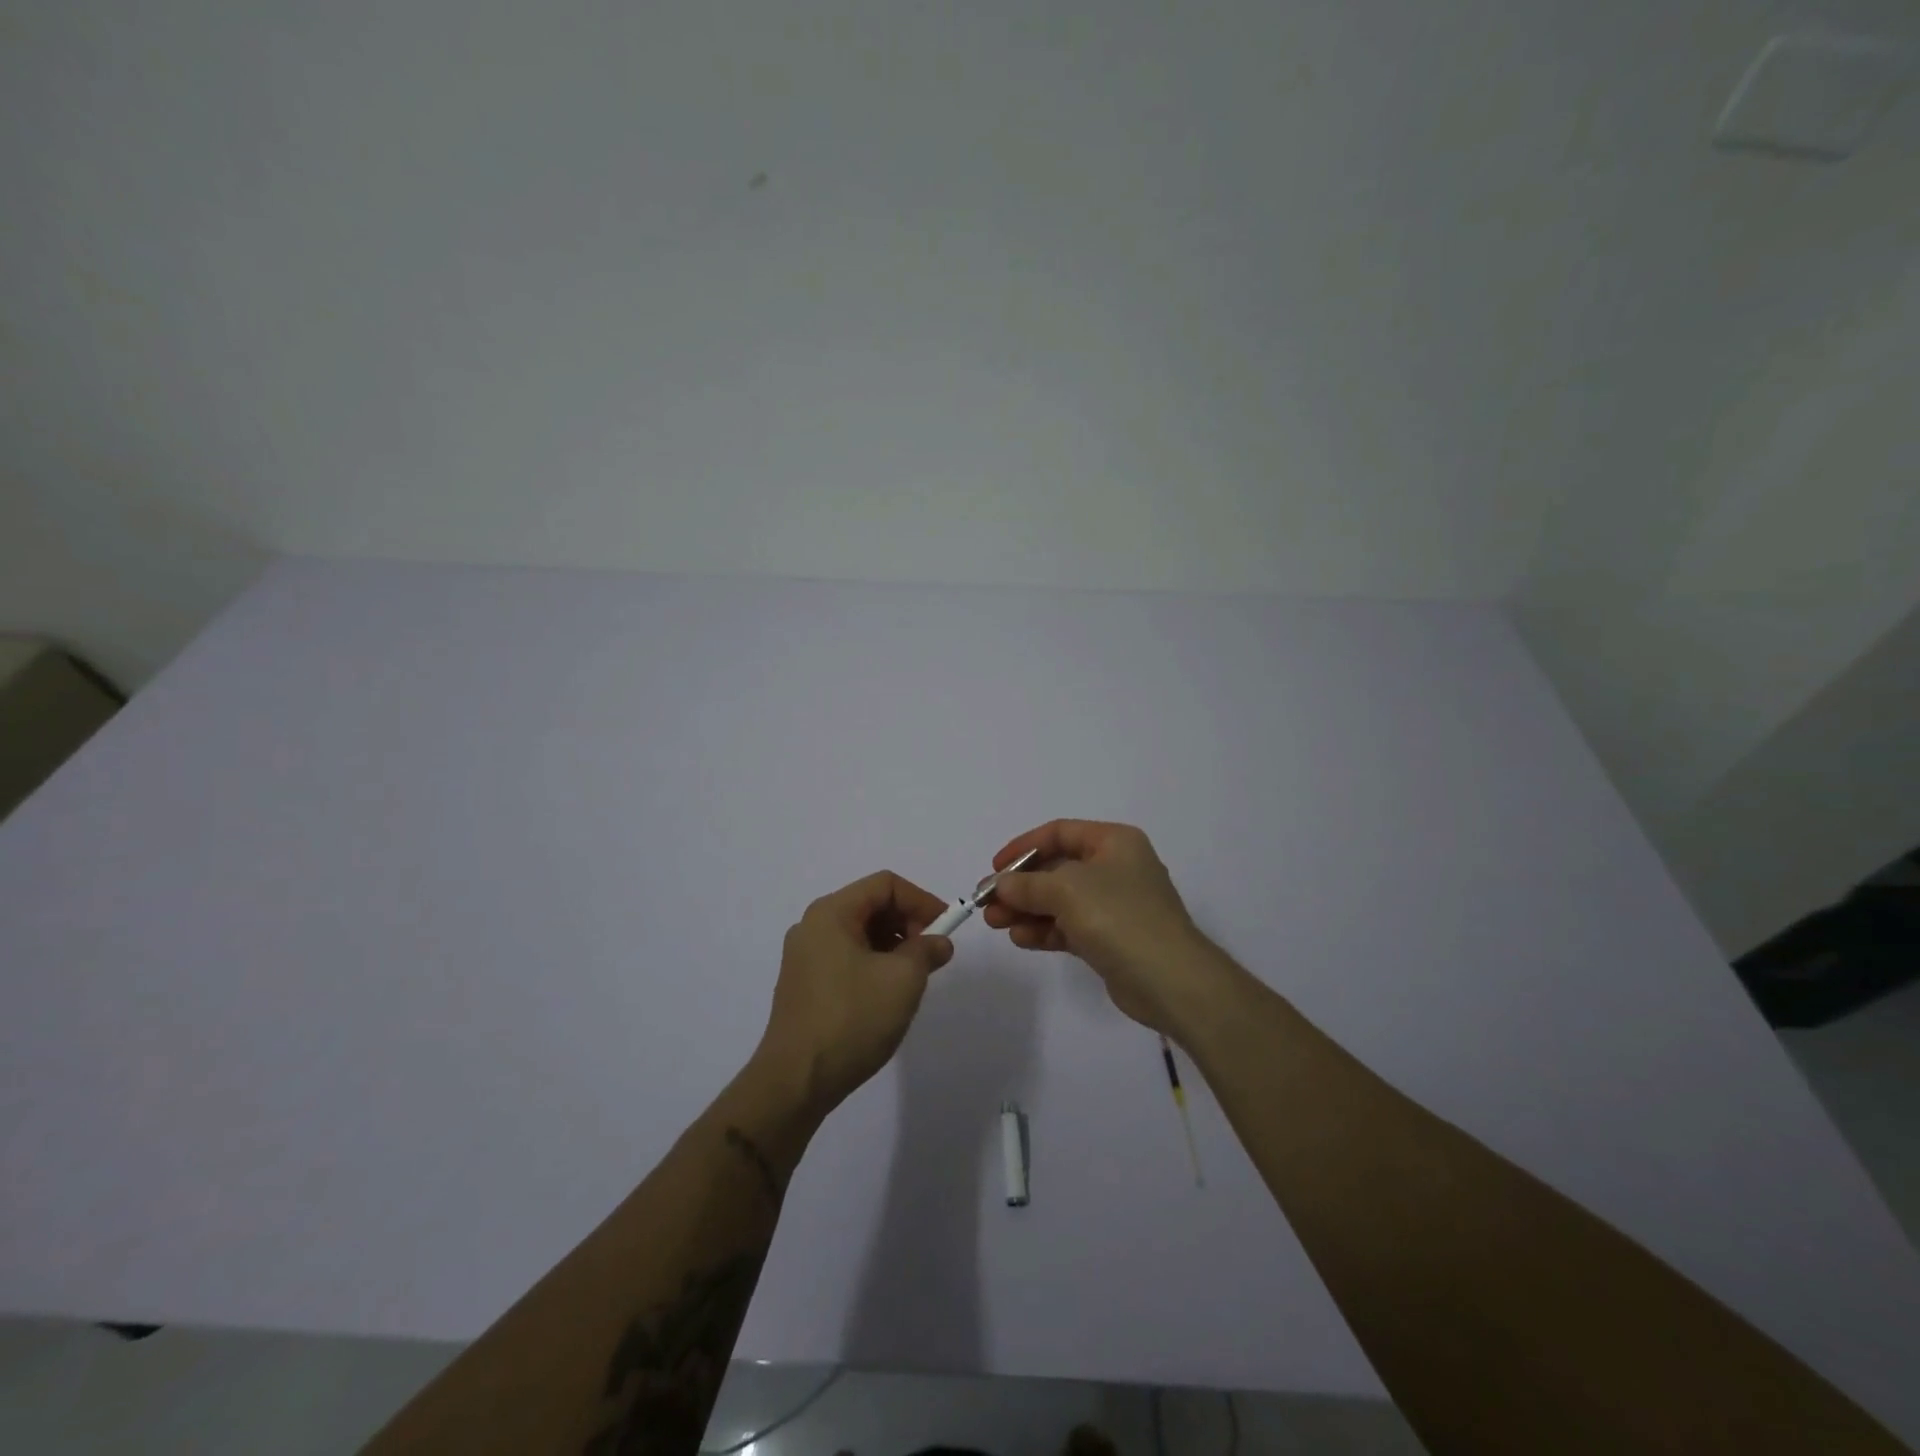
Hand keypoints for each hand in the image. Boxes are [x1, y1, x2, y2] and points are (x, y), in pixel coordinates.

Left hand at [757, 870, 954, 1114]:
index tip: (946, 928)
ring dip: (893, 946)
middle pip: (871, 905)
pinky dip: (874, 964)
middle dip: (908, 923)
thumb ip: (926, 950)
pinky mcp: (804, 986)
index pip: (885, 884)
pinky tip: (888, 994)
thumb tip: (939, 943)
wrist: (796, 1082)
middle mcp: (812, 926)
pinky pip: (846, 958)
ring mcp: (804, 957)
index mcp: (831, 913)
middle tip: (932, 954)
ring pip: (860, 934)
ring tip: (915, 977)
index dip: (921, 900)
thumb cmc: (852, 1019)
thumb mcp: (903, 979)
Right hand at [982, 820, 1229, 1037]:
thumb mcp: (1067, 890)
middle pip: (1056, 869)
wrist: (1171, 981)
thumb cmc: (1120, 917)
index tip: (994, 868)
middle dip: (1020, 885)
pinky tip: (1020, 938)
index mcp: (1114, 842)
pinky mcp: (1110, 938)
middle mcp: (1115, 868)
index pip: (1059, 833)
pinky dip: (1045, 930)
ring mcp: (1115, 905)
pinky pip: (1069, 926)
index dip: (1023, 847)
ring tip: (995, 923)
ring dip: (1027, 910)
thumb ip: (1027, 884)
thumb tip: (999, 885)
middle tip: (987, 903)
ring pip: (1060, 900)